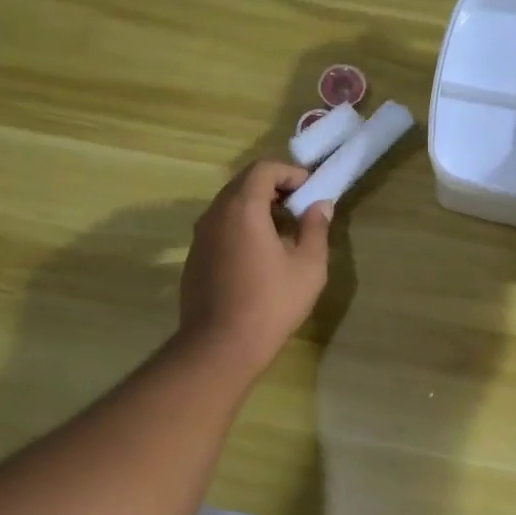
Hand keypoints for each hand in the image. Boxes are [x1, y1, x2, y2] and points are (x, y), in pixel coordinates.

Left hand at [178, 161, 331, 375]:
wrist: (219, 346)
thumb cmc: (271, 303)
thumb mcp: (308, 267)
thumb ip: (316, 229)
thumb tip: (320, 205)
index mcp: (242, 208)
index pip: (263, 169)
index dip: (290, 173)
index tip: (310, 190)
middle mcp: (215, 214)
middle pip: (243, 184)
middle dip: (274, 188)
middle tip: (299, 208)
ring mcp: (200, 236)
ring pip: (229, 206)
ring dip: (257, 208)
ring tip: (283, 233)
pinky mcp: (194, 258)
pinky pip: (220, 228)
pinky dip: (241, 227)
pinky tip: (259, 256)